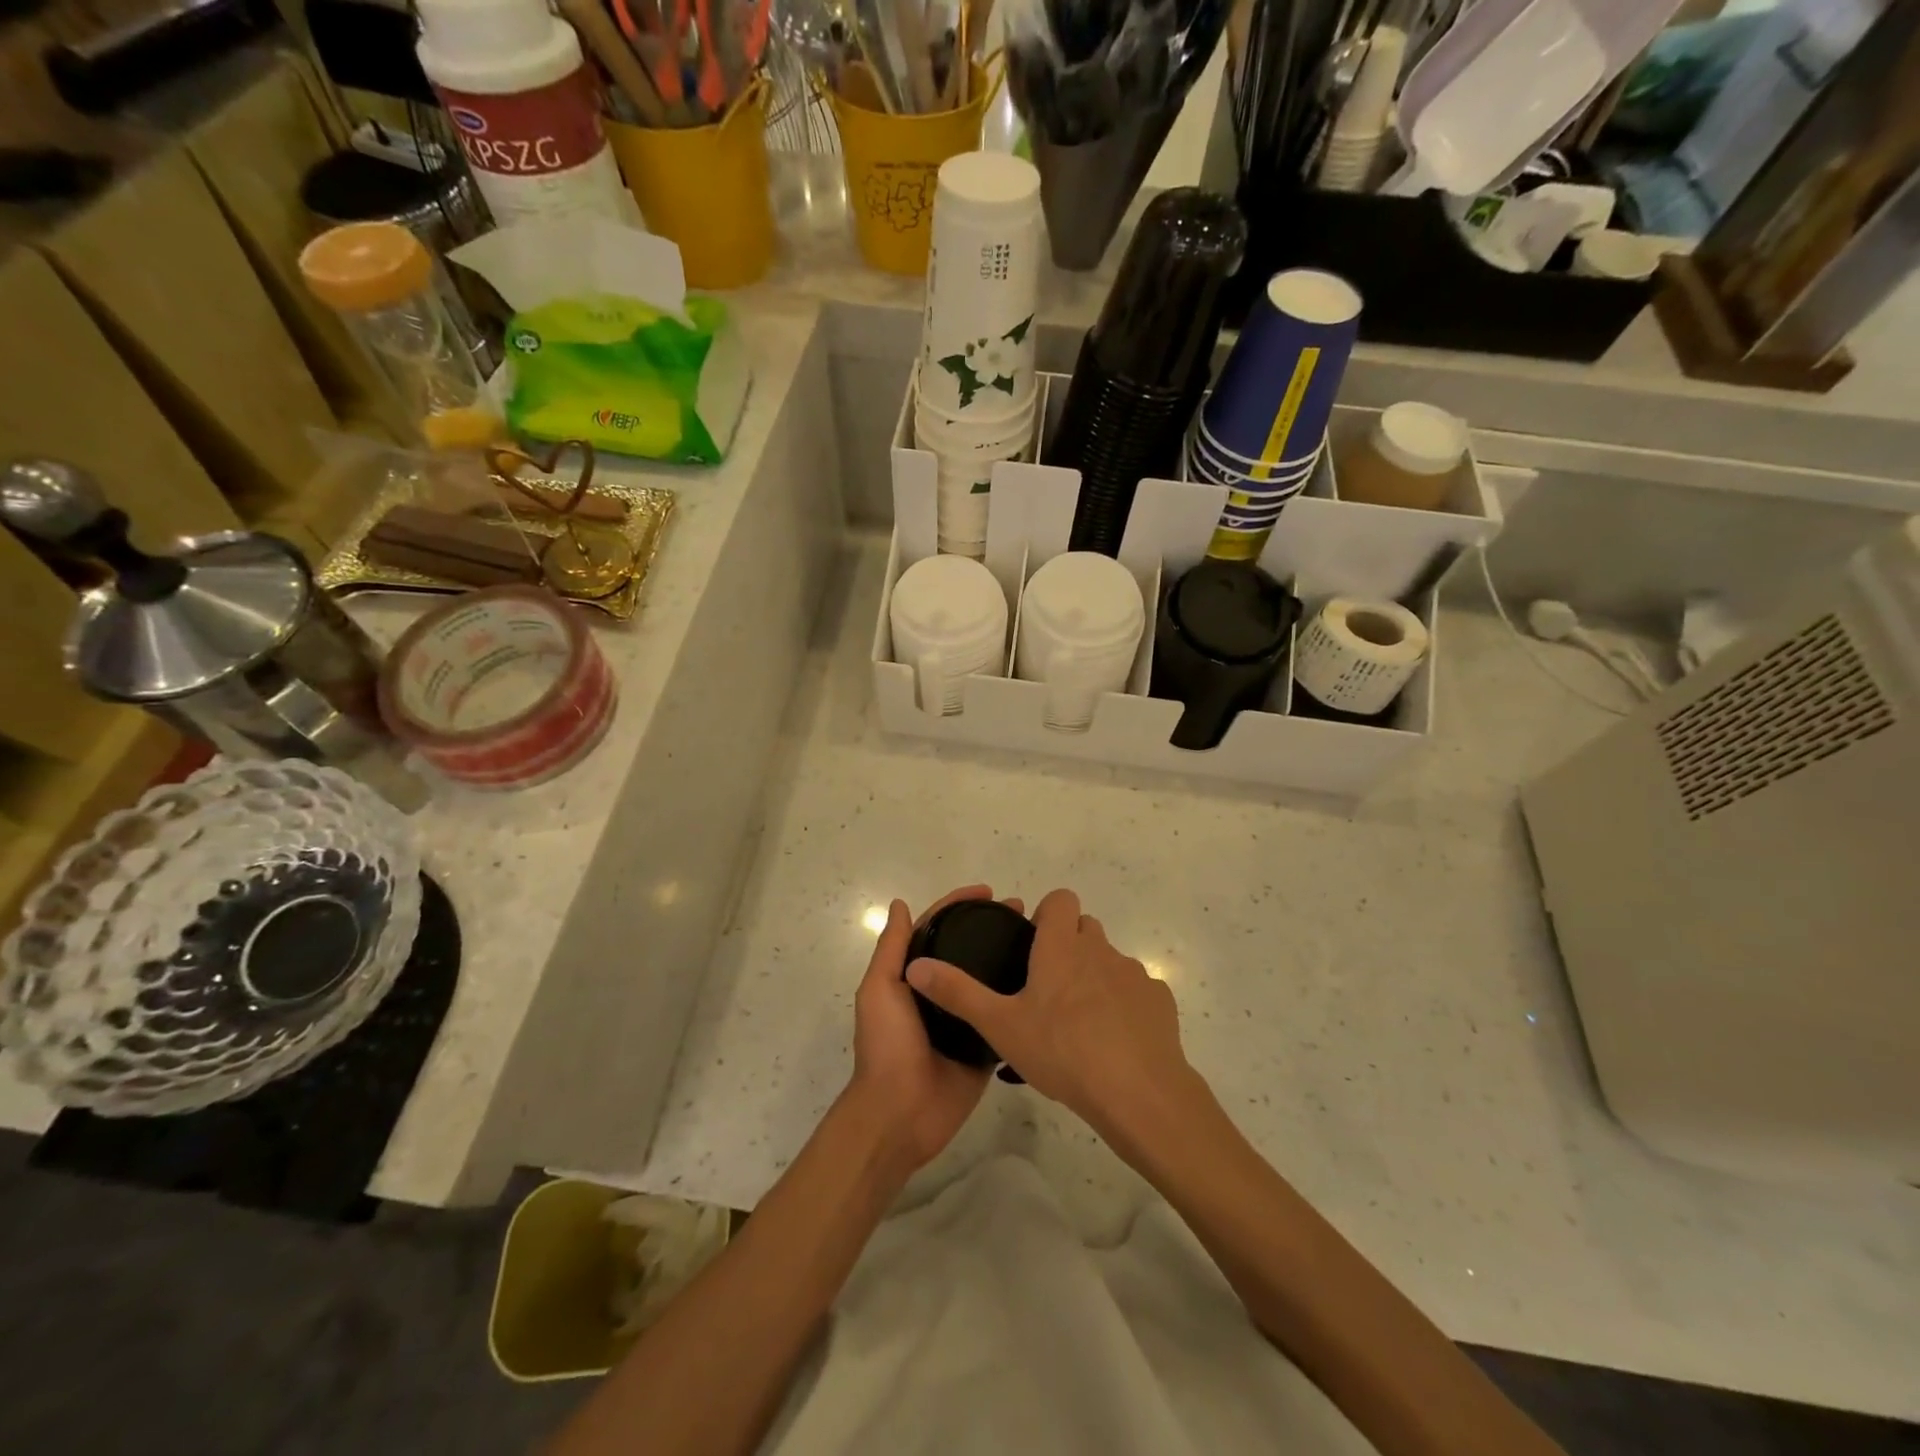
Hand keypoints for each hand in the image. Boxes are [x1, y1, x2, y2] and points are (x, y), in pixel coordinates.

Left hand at [846, 886, 1017, 1176]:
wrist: (901, 1113)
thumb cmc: (887, 1046)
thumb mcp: (879, 990)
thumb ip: (892, 949)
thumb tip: (901, 904)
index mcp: (914, 976)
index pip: (938, 929)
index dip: (959, 905)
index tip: (989, 891)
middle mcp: (941, 993)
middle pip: (969, 950)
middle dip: (992, 926)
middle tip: (1024, 911)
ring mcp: (965, 1019)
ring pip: (990, 979)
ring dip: (1010, 955)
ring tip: (1042, 937)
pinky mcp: (986, 1045)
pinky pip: (1004, 1015)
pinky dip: (1021, 996)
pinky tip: (1047, 979)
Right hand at [905, 888, 1193, 1143]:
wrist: (1137, 1092)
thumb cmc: (1062, 1051)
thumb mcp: (1000, 1025)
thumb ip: (958, 993)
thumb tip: (916, 965)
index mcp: (1062, 946)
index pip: (1060, 899)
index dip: (1046, 914)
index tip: (1033, 946)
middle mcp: (1100, 950)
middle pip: (1085, 929)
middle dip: (1068, 946)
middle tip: (1047, 989)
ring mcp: (1133, 974)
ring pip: (1109, 960)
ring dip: (1094, 976)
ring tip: (1078, 1022)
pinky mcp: (1159, 1001)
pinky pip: (1136, 991)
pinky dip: (1124, 1004)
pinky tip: (1113, 1041)